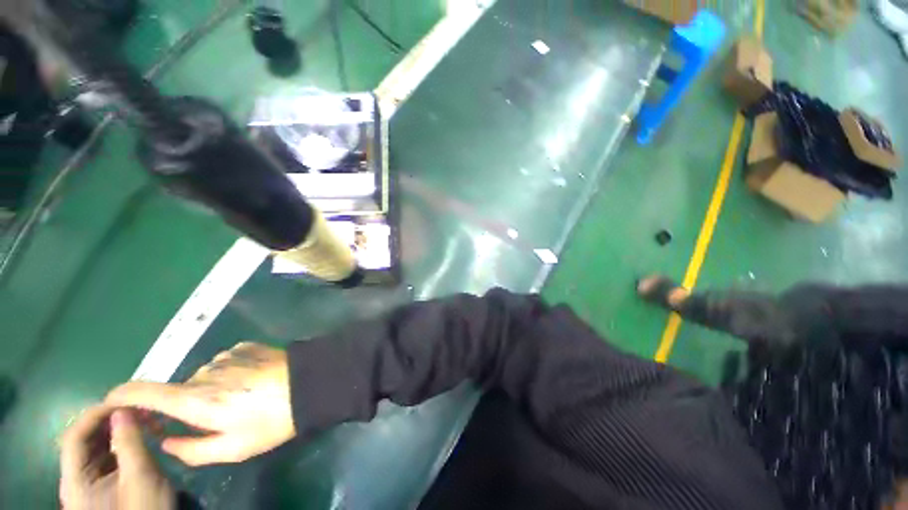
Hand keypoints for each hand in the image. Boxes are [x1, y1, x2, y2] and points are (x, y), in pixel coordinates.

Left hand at [60, 406, 174, 509]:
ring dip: (112, 430)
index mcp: (75, 481)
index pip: (74, 437)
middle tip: (132, 407)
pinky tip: (133, 436)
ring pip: (94, 447)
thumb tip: (124, 409)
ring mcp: (88, 483)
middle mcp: (75, 479)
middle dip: (106, 420)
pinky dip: (117, 442)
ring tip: (136, 417)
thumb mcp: (140, 476)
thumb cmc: (144, 508)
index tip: (122, 400)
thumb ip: (129, 442)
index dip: (94, 415)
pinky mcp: (101, 485)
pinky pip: (104, 456)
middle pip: (82, 441)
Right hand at [106, 342, 294, 466]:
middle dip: (181, 406)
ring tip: (239, 402)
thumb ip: (191, 450)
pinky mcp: (246, 347)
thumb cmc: (272, 421)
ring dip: (210, 391)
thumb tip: (165, 441)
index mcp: (195, 399)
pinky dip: (228, 376)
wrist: (310, 383)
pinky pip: (225, 364)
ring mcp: (226, 355)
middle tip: (206, 421)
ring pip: (203, 378)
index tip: (112, 405)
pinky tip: (251, 384)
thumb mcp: (232, 449)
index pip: (143, 392)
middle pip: (179, 390)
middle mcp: (204, 372)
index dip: (121, 396)